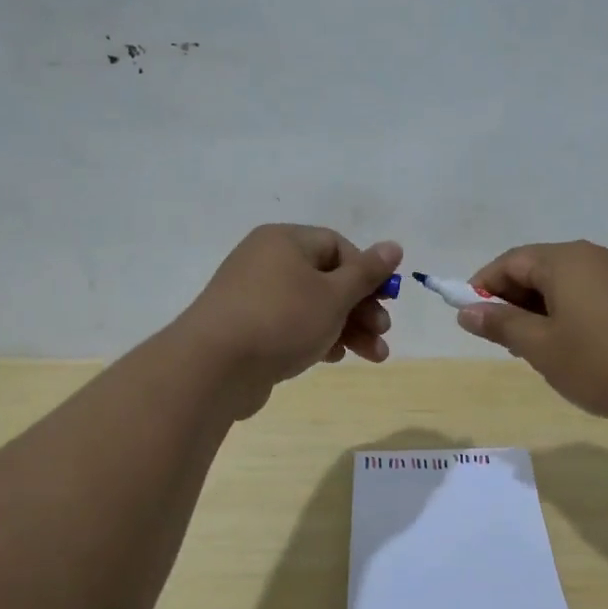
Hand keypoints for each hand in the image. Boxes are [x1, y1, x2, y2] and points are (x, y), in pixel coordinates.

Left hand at [177, 225, 401, 415]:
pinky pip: (291, 326)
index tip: (384, 300)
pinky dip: (316, 338)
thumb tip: (394, 246)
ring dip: (347, 328)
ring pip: (312, 306)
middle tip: (382, 332)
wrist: (213, 367)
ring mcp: (254, 297)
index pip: (337, 246)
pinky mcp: (248, 329)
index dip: (366, 272)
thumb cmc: (282, 319)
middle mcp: (266, 261)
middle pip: (327, 279)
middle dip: (361, 308)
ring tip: (374, 356)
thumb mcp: (334, 294)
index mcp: (284, 241)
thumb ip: (367, 272)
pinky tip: (333, 358)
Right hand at [455, 240, 607, 425]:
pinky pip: (589, 295)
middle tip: (503, 340)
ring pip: (564, 284)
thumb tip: (466, 310)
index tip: (470, 318)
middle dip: (513, 301)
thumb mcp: (542, 347)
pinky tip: (575, 349)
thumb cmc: (603, 360)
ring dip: (541, 310)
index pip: (509, 262)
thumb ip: (501, 325)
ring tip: (538, 349)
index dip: (483, 287)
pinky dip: (569, 314)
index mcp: (562, 260)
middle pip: (537, 269)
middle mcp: (590, 256)